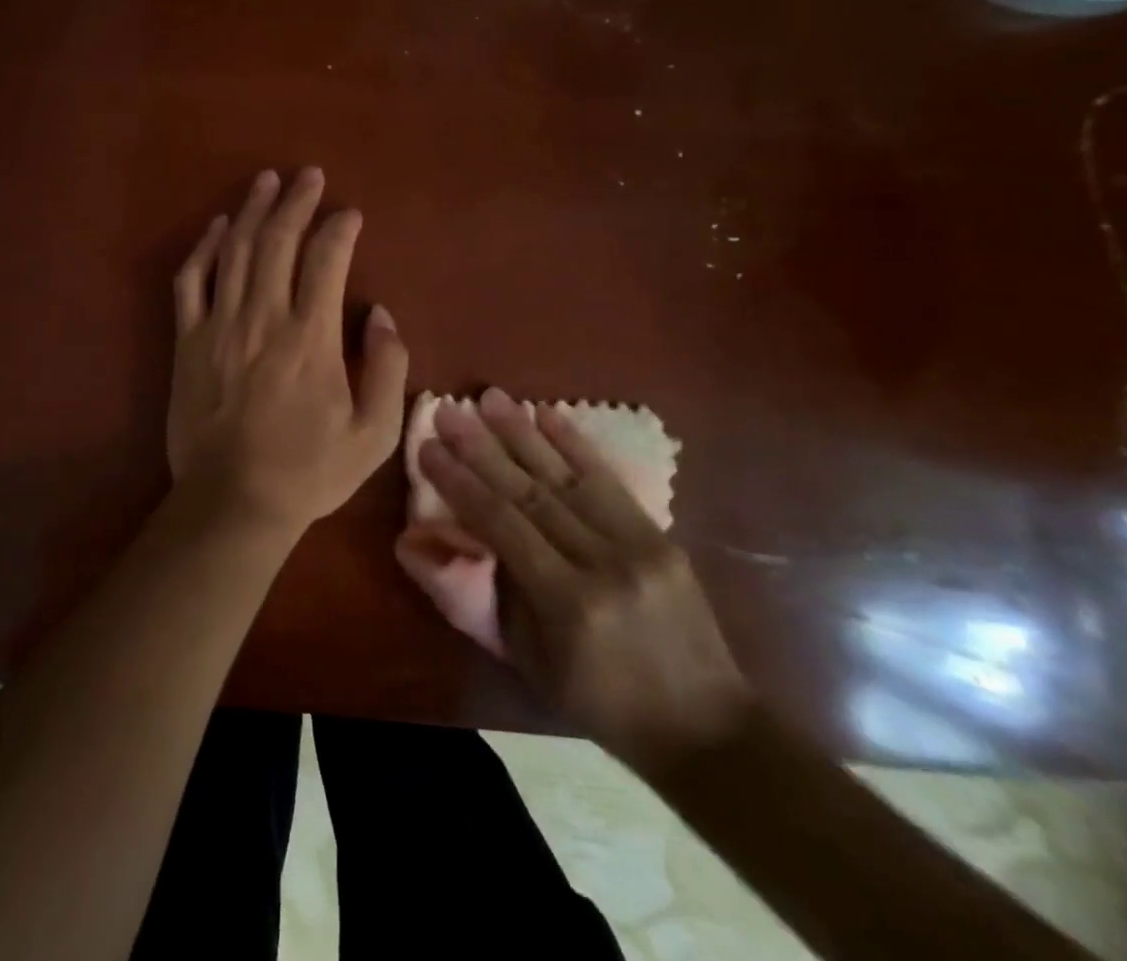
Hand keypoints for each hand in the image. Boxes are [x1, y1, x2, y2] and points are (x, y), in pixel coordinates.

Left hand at [167, 168, 408, 536]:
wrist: (233, 501)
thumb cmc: (309, 471)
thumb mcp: (374, 434)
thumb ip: (389, 369)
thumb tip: (382, 315)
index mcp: (311, 338)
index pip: (326, 261)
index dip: (340, 229)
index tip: (351, 215)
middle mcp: (263, 318)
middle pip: (277, 241)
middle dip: (295, 201)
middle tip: (308, 175)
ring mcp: (219, 325)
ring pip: (234, 250)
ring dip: (251, 210)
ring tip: (266, 180)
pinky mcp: (187, 340)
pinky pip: (191, 281)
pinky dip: (204, 248)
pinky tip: (218, 226)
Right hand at [419, 389, 752, 774]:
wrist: (707, 729)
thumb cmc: (598, 701)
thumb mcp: (527, 660)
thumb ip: (477, 595)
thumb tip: (420, 542)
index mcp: (566, 602)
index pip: (500, 523)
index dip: (459, 483)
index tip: (426, 448)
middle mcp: (602, 563)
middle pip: (529, 491)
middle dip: (481, 447)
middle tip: (448, 410)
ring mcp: (638, 546)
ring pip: (566, 477)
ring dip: (523, 433)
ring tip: (489, 397)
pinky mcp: (661, 537)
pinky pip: (610, 482)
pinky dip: (576, 444)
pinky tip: (548, 413)